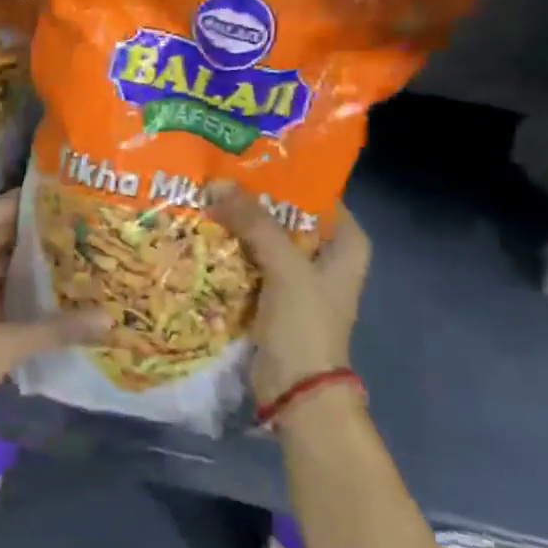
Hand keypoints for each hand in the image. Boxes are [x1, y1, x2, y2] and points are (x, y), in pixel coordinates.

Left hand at [0, 192, 101, 443]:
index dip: (25, 200)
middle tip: (81, 225)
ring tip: (72, 255)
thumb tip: (108, 318)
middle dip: (34, 232)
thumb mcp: (3, 347)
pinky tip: (45, 296)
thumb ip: (55, 329)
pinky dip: (14, 289)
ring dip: (25, 263)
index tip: (64, 192)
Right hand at [207, 183, 370, 405]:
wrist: (296, 390)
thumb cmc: (306, 324)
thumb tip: (217, 184)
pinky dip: (229, 249)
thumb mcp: (285, 266)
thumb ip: (254, 223)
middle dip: (250, 199)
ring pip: (262, 237)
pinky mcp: (270, 295)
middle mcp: (324, 255)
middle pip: (284, 215)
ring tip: (201, 197)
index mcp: (346, 244)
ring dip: (235, 224)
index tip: (246, 158)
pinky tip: (201, 232)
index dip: (284, 175)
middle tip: (215, 175)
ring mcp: (295, 277)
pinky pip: (247, 261)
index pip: (316, 194)